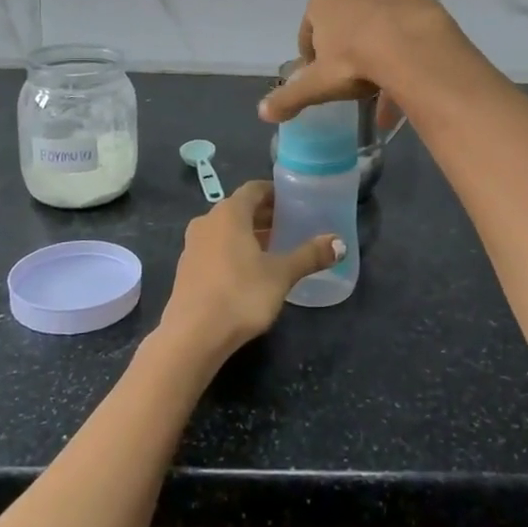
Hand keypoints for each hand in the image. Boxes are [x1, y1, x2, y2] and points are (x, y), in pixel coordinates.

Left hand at [157, 181, 343, 361]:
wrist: (192, 337)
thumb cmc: (240, 295)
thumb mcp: (281, 275)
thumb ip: (310, 256)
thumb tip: (340, 243)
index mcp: (229, 213)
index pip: (254, 189)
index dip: (275, 193)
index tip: (294, 202)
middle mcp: (207, 221)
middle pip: (240, 209)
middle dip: (265, 215)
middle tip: (291, 226)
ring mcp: (193, 245)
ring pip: (226, 230)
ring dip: (249, 234)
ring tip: (275, 249)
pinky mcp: (187, 269)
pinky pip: (215, 248)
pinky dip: (234, 250)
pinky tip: (250, 272)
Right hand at [258, 0, 463, 123]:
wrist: (413, 46)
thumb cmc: (354, 61)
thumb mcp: (318, 85)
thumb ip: (290, 97)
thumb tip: (263, 112)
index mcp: (323, 3)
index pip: (308, 29)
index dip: (312, 55)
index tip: (320, 77)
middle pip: (344, 24)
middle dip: (345, 50)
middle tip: (350, 79)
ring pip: (376, 27)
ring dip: (376, 53)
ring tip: (382, 88)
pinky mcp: (417, 3)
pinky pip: (404, 31)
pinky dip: (402, 52)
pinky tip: (406, 82)